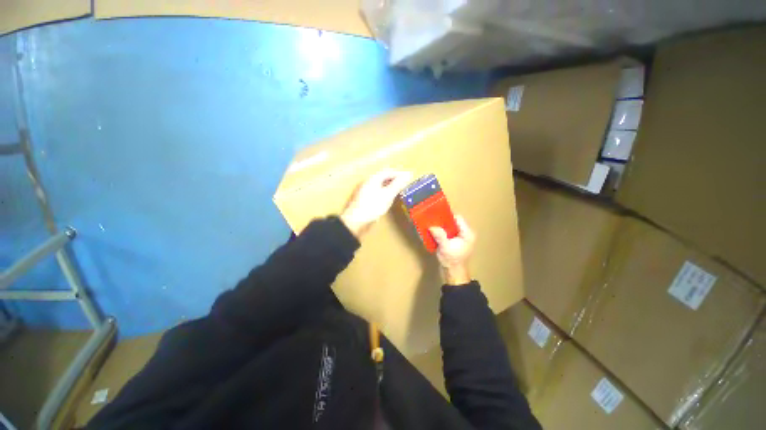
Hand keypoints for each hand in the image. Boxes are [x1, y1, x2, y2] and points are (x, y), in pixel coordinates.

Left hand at [341, 169, 412, 237]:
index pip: (388, 171)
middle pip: (383, 177)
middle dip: (394, 179)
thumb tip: (407, 175)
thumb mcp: (388, 195)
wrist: (355, 221)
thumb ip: (397, 185)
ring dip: (389, 185)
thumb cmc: (371, 207)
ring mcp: (363, 191)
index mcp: (373, 179)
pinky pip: (375, 191)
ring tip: (397, 190)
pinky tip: (386, 198)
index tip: (408, 176)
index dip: (399, 173)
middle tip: (403, 182)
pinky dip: (384, 192)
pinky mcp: (362, 199)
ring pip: (379, 184)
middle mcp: (367, 182)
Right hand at [429, 216, 474, 284]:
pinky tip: (433, 231)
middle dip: (443, 220)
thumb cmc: (452, 260)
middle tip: (432, 219)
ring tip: (431, 224)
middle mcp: (465, 234)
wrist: (453, 274)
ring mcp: (460, 238)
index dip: (447, 215)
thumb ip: (439, 235)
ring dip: (441, 226)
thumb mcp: (445, 247)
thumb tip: (431, 226)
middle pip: (454, 222)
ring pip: (450, 227)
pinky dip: (441, 231)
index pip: (458, 218)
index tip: (436, 214)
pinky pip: (448, 232)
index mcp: (467, 233)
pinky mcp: (455, 242)